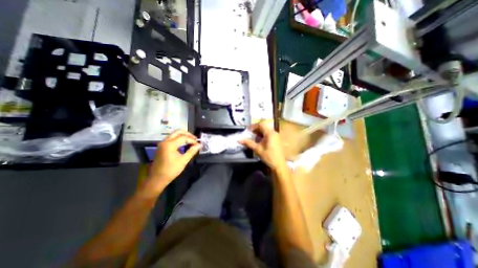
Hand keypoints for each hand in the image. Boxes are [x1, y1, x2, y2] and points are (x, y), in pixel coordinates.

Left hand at [150, 131, 199, 188]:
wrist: (157, 179)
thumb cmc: (171, 170)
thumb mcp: (183, 160)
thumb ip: (192, 151)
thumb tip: (199, 145)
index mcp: (170, 144)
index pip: (184, 137)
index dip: (192, 140)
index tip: (198, 144)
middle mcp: (165, 141)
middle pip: (178, 132)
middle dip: (188, 134)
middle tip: (195, 139)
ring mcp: (162, 143)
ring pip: (174, 134)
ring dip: (183, 136)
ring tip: (191, 141)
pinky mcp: (162, 147)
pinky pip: (171, 139)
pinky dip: (179, 139)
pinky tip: (184, 144)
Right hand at [241, 121, 284, 170]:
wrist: (279, 165)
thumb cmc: (268, 156)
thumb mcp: (257, 149)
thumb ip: (248, 143)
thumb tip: (239, 140)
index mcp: (270, 133)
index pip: (261, 125)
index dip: (253, 126)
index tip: (248, 130)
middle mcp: (274, 132)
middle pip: (264, 126)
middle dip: (256, 129)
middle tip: (250, 133)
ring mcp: (276, 136)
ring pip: (266, 130)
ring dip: (260, 132)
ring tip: (254, 137)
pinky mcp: (277, 140)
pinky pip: (269, 134)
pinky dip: (263, 135)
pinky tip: (259, 141)